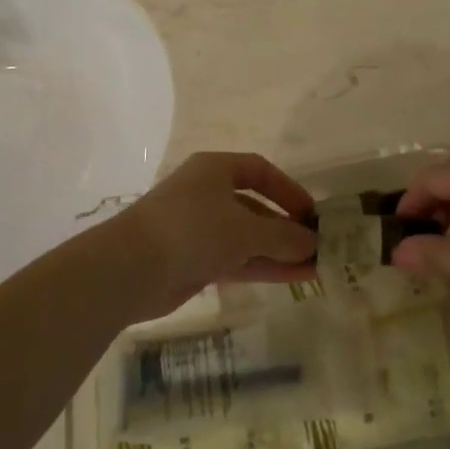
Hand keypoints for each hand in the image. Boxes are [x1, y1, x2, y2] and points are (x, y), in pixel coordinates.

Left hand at [113, 151, 316, 320]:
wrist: (131, 268)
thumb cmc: (192, 229)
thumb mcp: (245, 228)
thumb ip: (283, 235)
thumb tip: (313, 242)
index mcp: (215, 170)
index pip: (259, 171)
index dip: (288, 189)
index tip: (311, 212)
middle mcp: (207, 194)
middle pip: (255, 207)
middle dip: (286, 227)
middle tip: (318, 246)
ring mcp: (199, 229)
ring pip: (248, 237)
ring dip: (280, 251)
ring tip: (316, 267)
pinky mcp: (194, 261)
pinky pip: (237, 259)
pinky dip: (263, 266)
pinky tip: (293, 278)